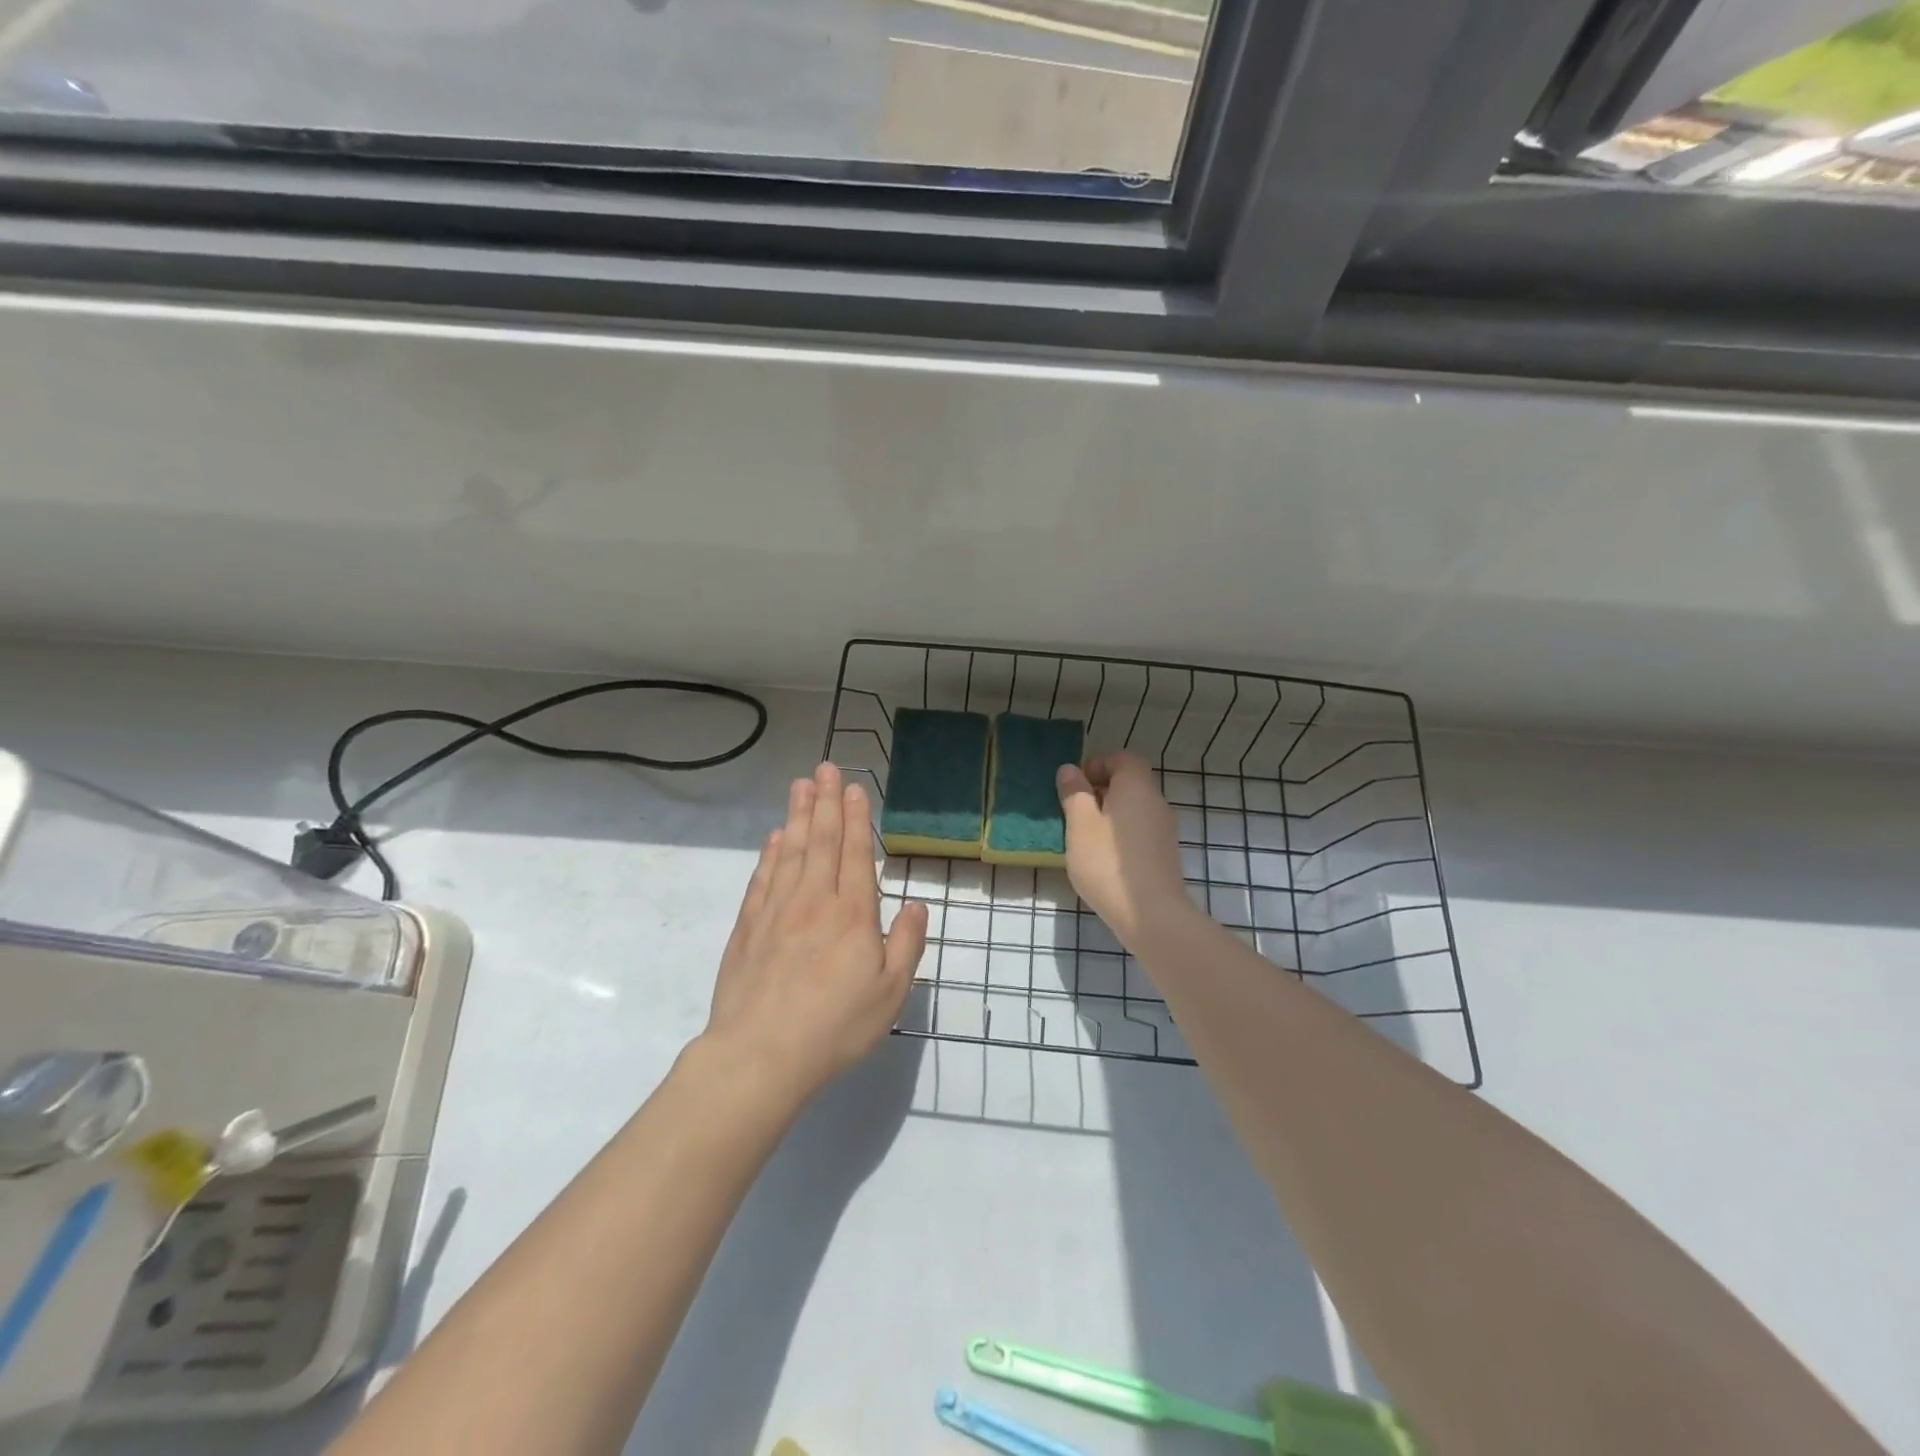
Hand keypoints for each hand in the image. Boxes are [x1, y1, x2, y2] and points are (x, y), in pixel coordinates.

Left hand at [704, 762, 928, 1104]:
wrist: (761, 1055)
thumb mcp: (890, 994)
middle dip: (826, 801)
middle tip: (825, 767)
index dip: (856, 818)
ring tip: (801, 786)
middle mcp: (813, 901)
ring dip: (797, 815)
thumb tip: (916, 904)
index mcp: (851, 914)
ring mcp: (777, 911)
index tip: (855, 787)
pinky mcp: (748, 927)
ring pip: (790, 851)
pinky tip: (775, 838)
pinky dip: (770, 853)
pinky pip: (762, 878)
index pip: (855, 853)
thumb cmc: (835, 1027)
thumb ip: (906, 944)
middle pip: (821, 840)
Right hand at [1057, 751, 1192, 950]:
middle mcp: (1155, 802)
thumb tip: (1070, 770)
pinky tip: (1103, 860)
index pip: (1123, 758)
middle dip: (1100, 791)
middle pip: (1129, 783)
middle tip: (1073, 813)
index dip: (1098, 764)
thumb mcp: (1080, 825)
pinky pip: (1139, 831)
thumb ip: (1074, 794)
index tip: (1075, 785)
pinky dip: (1120, 835)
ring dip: (1109, 815)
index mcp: (1136, 787)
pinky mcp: (1164, 854)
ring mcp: (1164, 830)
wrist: (1151, 915)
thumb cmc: (1108, 863)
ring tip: (1084, 839)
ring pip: (1133, 809)